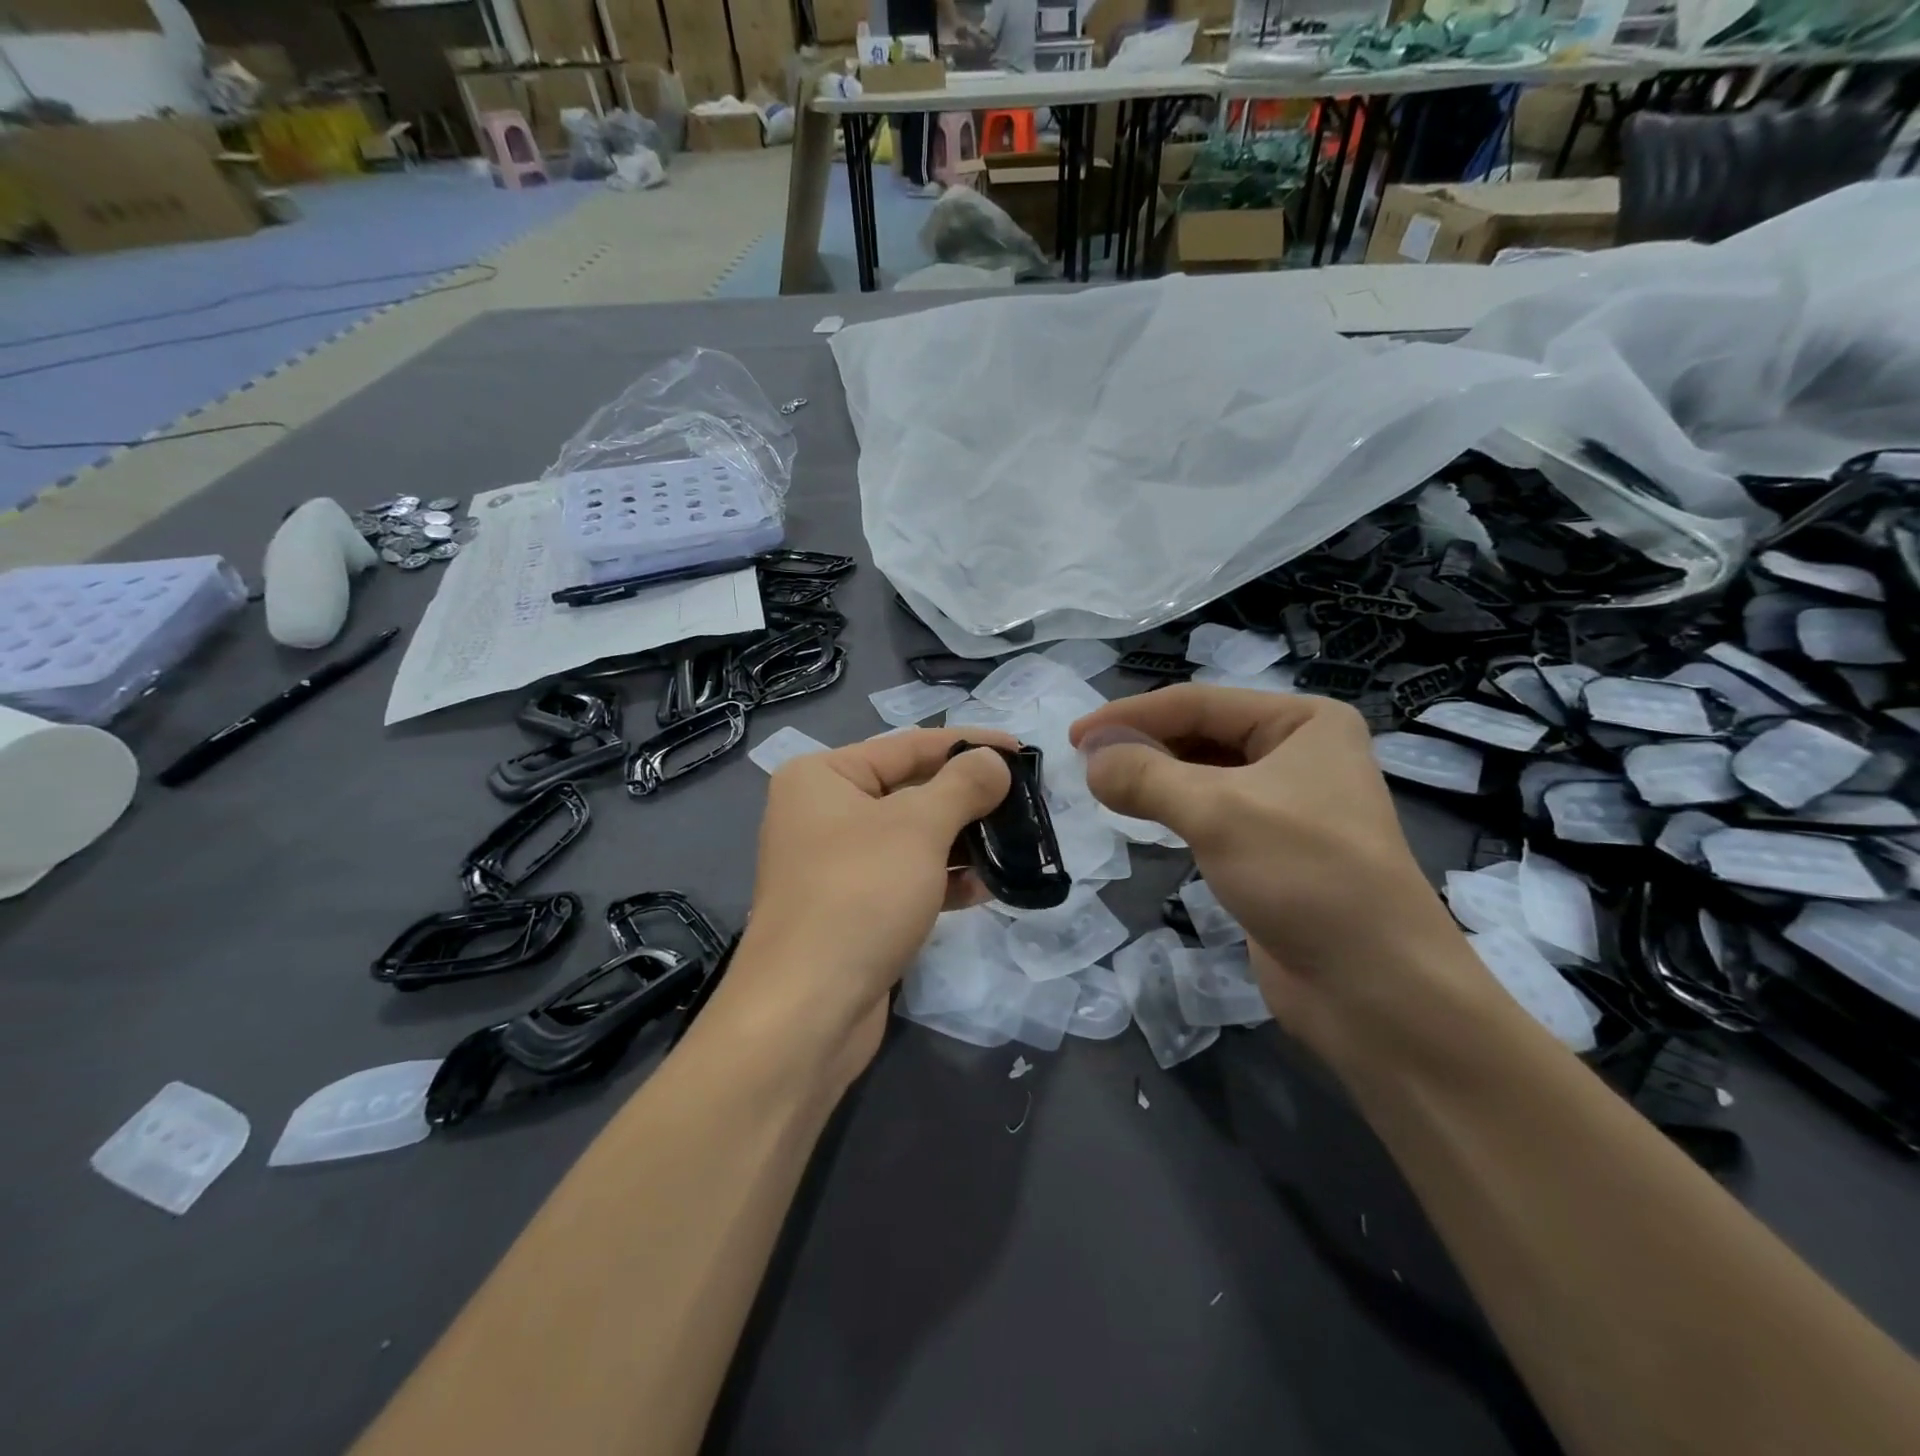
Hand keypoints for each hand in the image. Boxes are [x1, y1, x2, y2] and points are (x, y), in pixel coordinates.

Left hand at [715, 729, 1014, 1074]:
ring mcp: (835, 864)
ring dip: (963, 841)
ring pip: (912, 838)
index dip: (968, 744)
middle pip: (910, 790)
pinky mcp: (851, 909)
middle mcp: (822, 813)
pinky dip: (944, 879)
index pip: (908, 745)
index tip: (1022, 749)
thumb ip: (962, 785)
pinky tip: (987, 888)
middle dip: (968, 797)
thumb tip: (994, 761)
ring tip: (1016, 842)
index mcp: (822, 777)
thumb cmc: (860, 895)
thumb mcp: (918, 828)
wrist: (807, 1012)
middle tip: (1025, 800)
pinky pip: (906, 878)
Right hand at [1070, 687, 1490, 1061]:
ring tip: (1103, 786)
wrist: (1374, 987)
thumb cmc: (1305, 876)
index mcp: (1304, 721)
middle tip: (1084, 764)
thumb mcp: (1218, 812)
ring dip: (1154, 777)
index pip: (1198, 702)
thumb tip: (1089, 759)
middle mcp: (1300, 752)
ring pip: (1203, 773)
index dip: (1130, 715)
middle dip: (1143, 745)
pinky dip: (1172, 809)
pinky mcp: (1273, 847)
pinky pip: (1211, 811)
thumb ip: (1145, 776)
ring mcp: (1288, 802)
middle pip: (1201, 733)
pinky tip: (1141, 815)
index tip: (1073, 736)